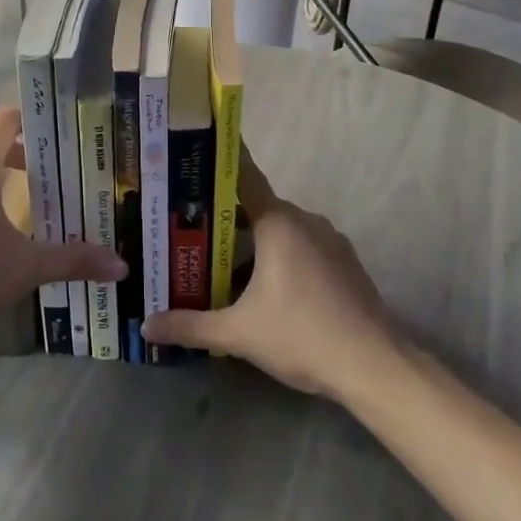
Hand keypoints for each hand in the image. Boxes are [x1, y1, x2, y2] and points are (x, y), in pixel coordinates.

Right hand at [142, 150, 400, 400]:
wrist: (374, 366)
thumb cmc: (301, 336)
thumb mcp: (238, 334)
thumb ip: (190, 326)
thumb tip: (147, 326)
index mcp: (279, 223)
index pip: (244, 177)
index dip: (220, 164)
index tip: (196, 154)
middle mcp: (306, 221)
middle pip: (258, 208)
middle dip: (226, 218)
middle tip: (191, 230)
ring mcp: (331, 241)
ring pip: (283, 231)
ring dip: (256, 242)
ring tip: (222, 261)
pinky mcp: (346, 263)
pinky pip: (304, 247)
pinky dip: (282, 257)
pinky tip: (267, 287)